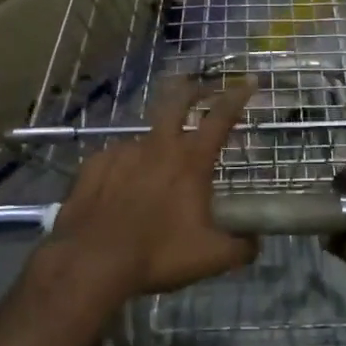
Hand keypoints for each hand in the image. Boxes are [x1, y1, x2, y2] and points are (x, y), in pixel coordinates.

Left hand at [50, 77, 257, 301]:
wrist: (92, 261)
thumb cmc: (158, 254)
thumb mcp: (211, 258)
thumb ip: (241, 247)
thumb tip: (254, 241)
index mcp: (191, 161)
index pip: (220, 117)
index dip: (237, 97)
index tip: (248, 83)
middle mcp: (158, 146)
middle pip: (177, 102)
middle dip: (193, 90)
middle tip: (201, 89)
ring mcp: (123, 152)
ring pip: (146, 137)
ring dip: (157, 144)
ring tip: (157, 169)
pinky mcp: (95, 164)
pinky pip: (116, 158)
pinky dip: (125, 167)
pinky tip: (121, 186)